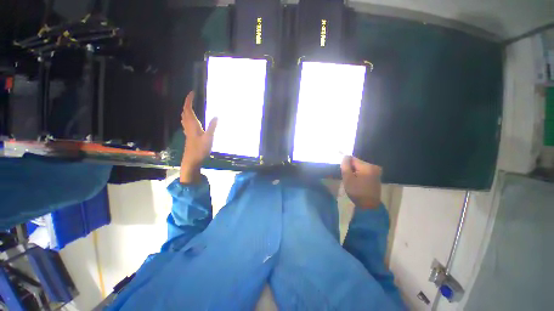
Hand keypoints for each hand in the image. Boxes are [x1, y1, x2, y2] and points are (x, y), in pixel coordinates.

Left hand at [180, 91, 217, 183]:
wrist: (192, 161)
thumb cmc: (200, 150)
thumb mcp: (209, 138)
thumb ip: (212, 127)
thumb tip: (217, 116)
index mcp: (192, 125)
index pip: (188, 109)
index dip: (189, 100)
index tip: (192, 93)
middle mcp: (188, 126)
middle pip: (184, 112)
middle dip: (187, 103)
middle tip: (192, 98)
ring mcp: (188, 131)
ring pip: (184, 117)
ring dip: (186, 110)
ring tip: (191, 106)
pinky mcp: (189, 136)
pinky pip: (186, 123)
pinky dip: (187, 117)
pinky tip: (191, 120)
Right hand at [341, 156, 381, 208]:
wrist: (369, 206)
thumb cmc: (357, 192)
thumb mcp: (347, 178)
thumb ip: (345, 165)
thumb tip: (345, 156)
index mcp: (367, 166)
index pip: (352, 159)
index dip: (346, 165)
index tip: (345, 173)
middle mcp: (373, 166)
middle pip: (357, 162)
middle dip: (351, 168)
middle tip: (349, 178)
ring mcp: (376, 171)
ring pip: (360, 167)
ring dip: (355, 171)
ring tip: (353, 181)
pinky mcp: (376, 175)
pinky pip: (364, 170)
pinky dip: (360, 174)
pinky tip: (358, 182)